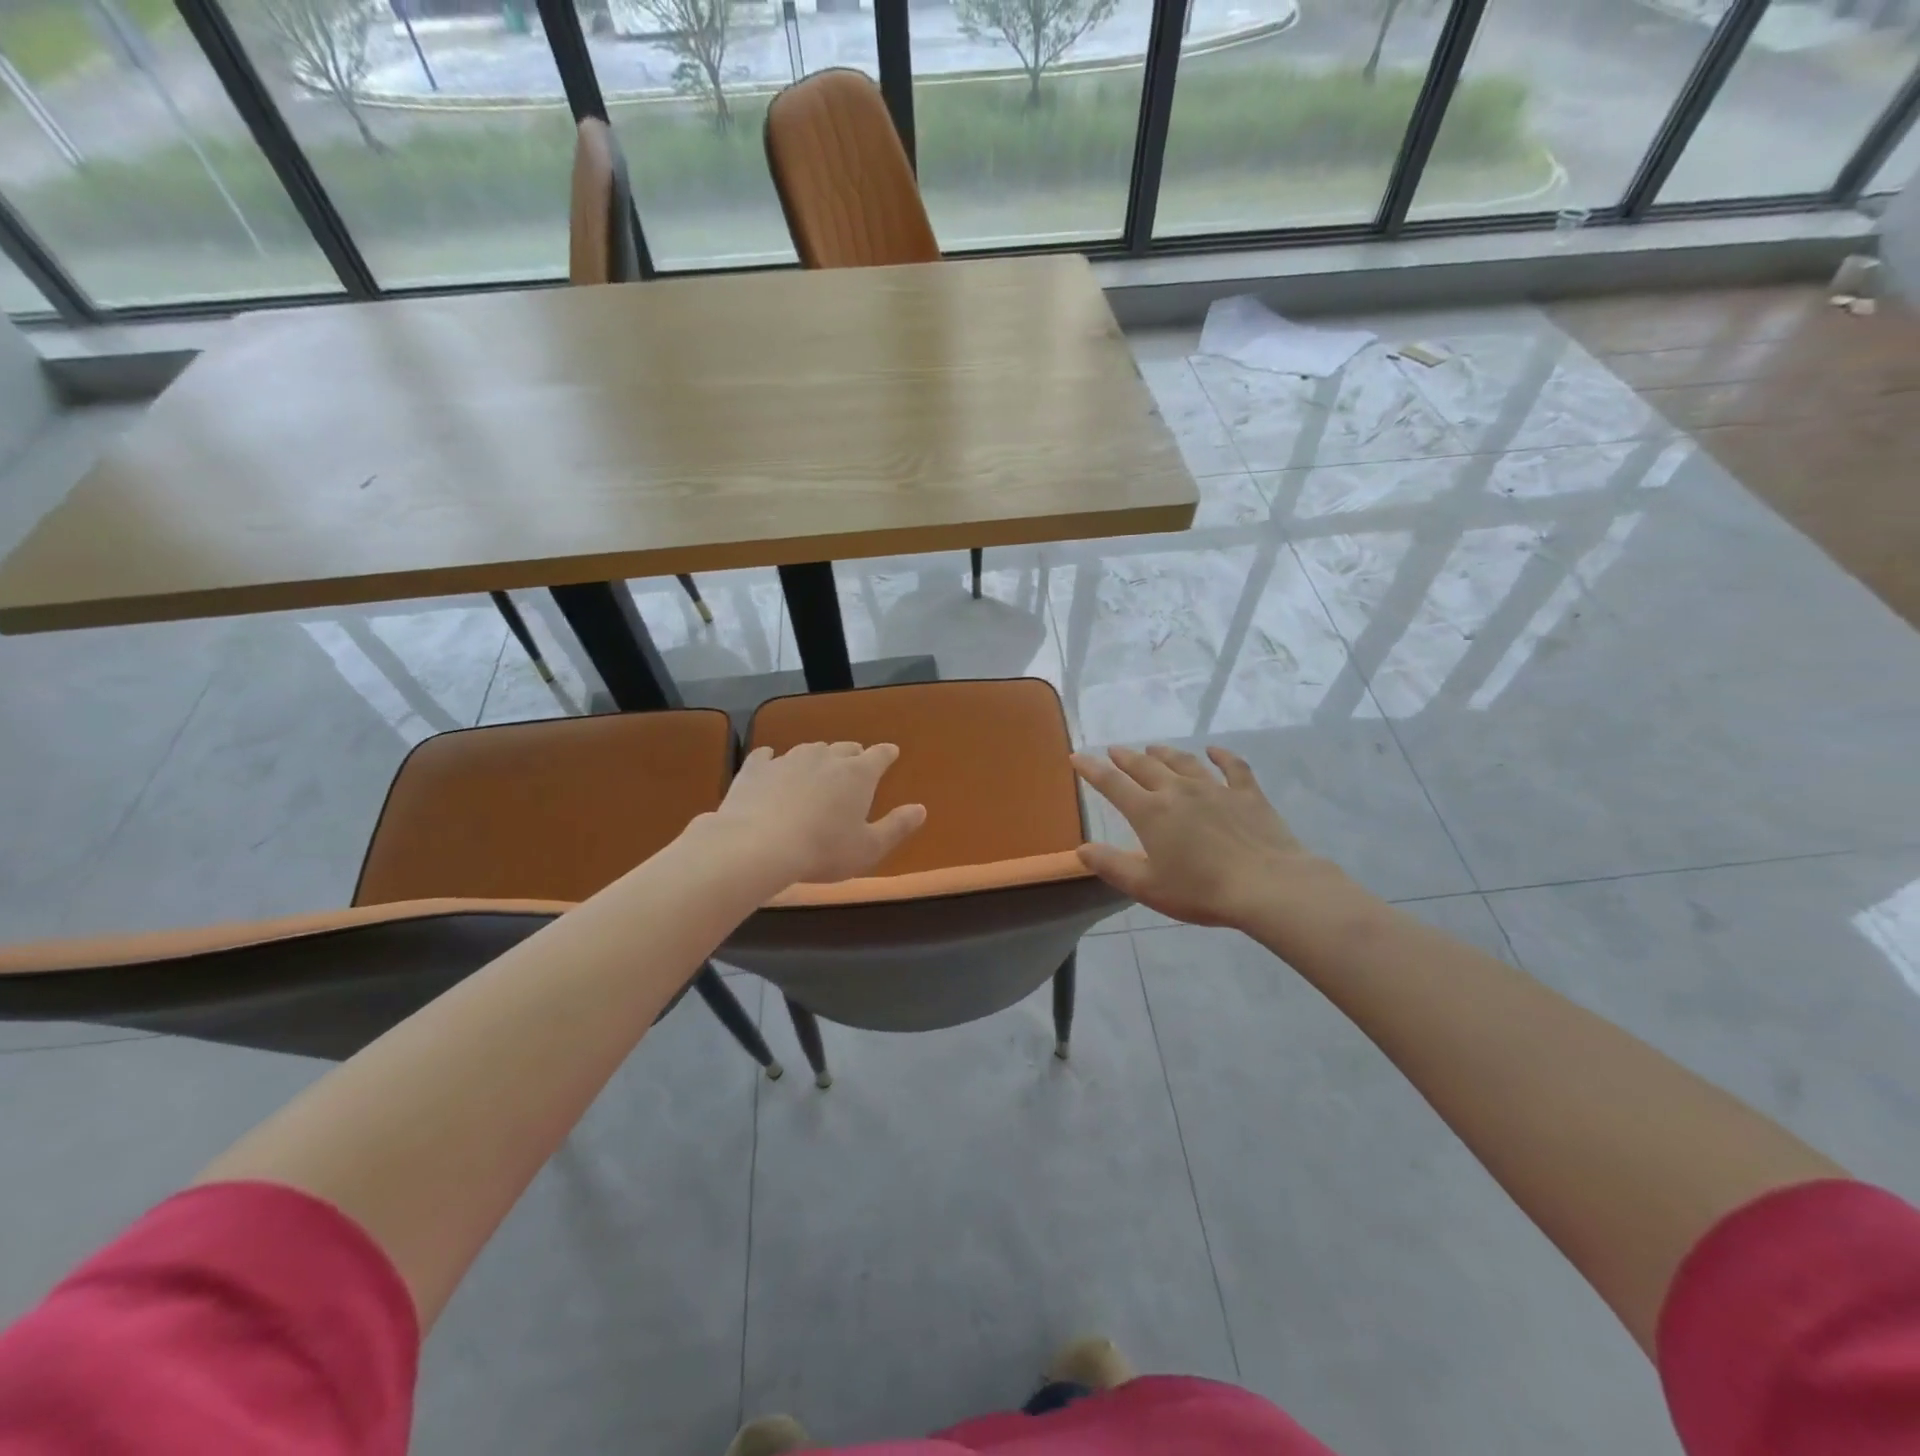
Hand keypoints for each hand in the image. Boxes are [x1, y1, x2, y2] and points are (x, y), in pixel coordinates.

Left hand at [710, 741, 925, 887]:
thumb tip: (921, 809)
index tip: (891, 753)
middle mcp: (825, 757)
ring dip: (817, 758)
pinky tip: (770, 764)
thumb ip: (897, 827)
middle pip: (844, 748)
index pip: (879, 755)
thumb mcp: (869, 848)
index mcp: (858, 774)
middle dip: (852, 755)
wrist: (758, 845)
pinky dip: (773, 760)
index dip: (887, 754)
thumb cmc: (823, 850)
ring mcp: (788, 759)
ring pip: (809, 750)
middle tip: (854, 764)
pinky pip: (767, 756)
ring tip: (816, 770)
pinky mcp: (756, 768)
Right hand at [1071, 744, 1351, 930]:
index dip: (1092, 769)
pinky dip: (1221, 756)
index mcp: (1150, 812)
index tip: (1077, 756)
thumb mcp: (1146, 886)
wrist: (1266, 886)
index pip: (1112, 784)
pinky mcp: (1247, 794)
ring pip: (1183, 762)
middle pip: (1145, 767)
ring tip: (1153, 748)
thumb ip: (1111, 865)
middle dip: (1125, 757)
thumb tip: (1081, 849)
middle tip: (1114, 750)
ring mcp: (1214, 789)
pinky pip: (1232, 767)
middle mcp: (1178, 791)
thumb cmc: (1201, 891)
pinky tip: (1214, 750)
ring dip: (1165, 753)